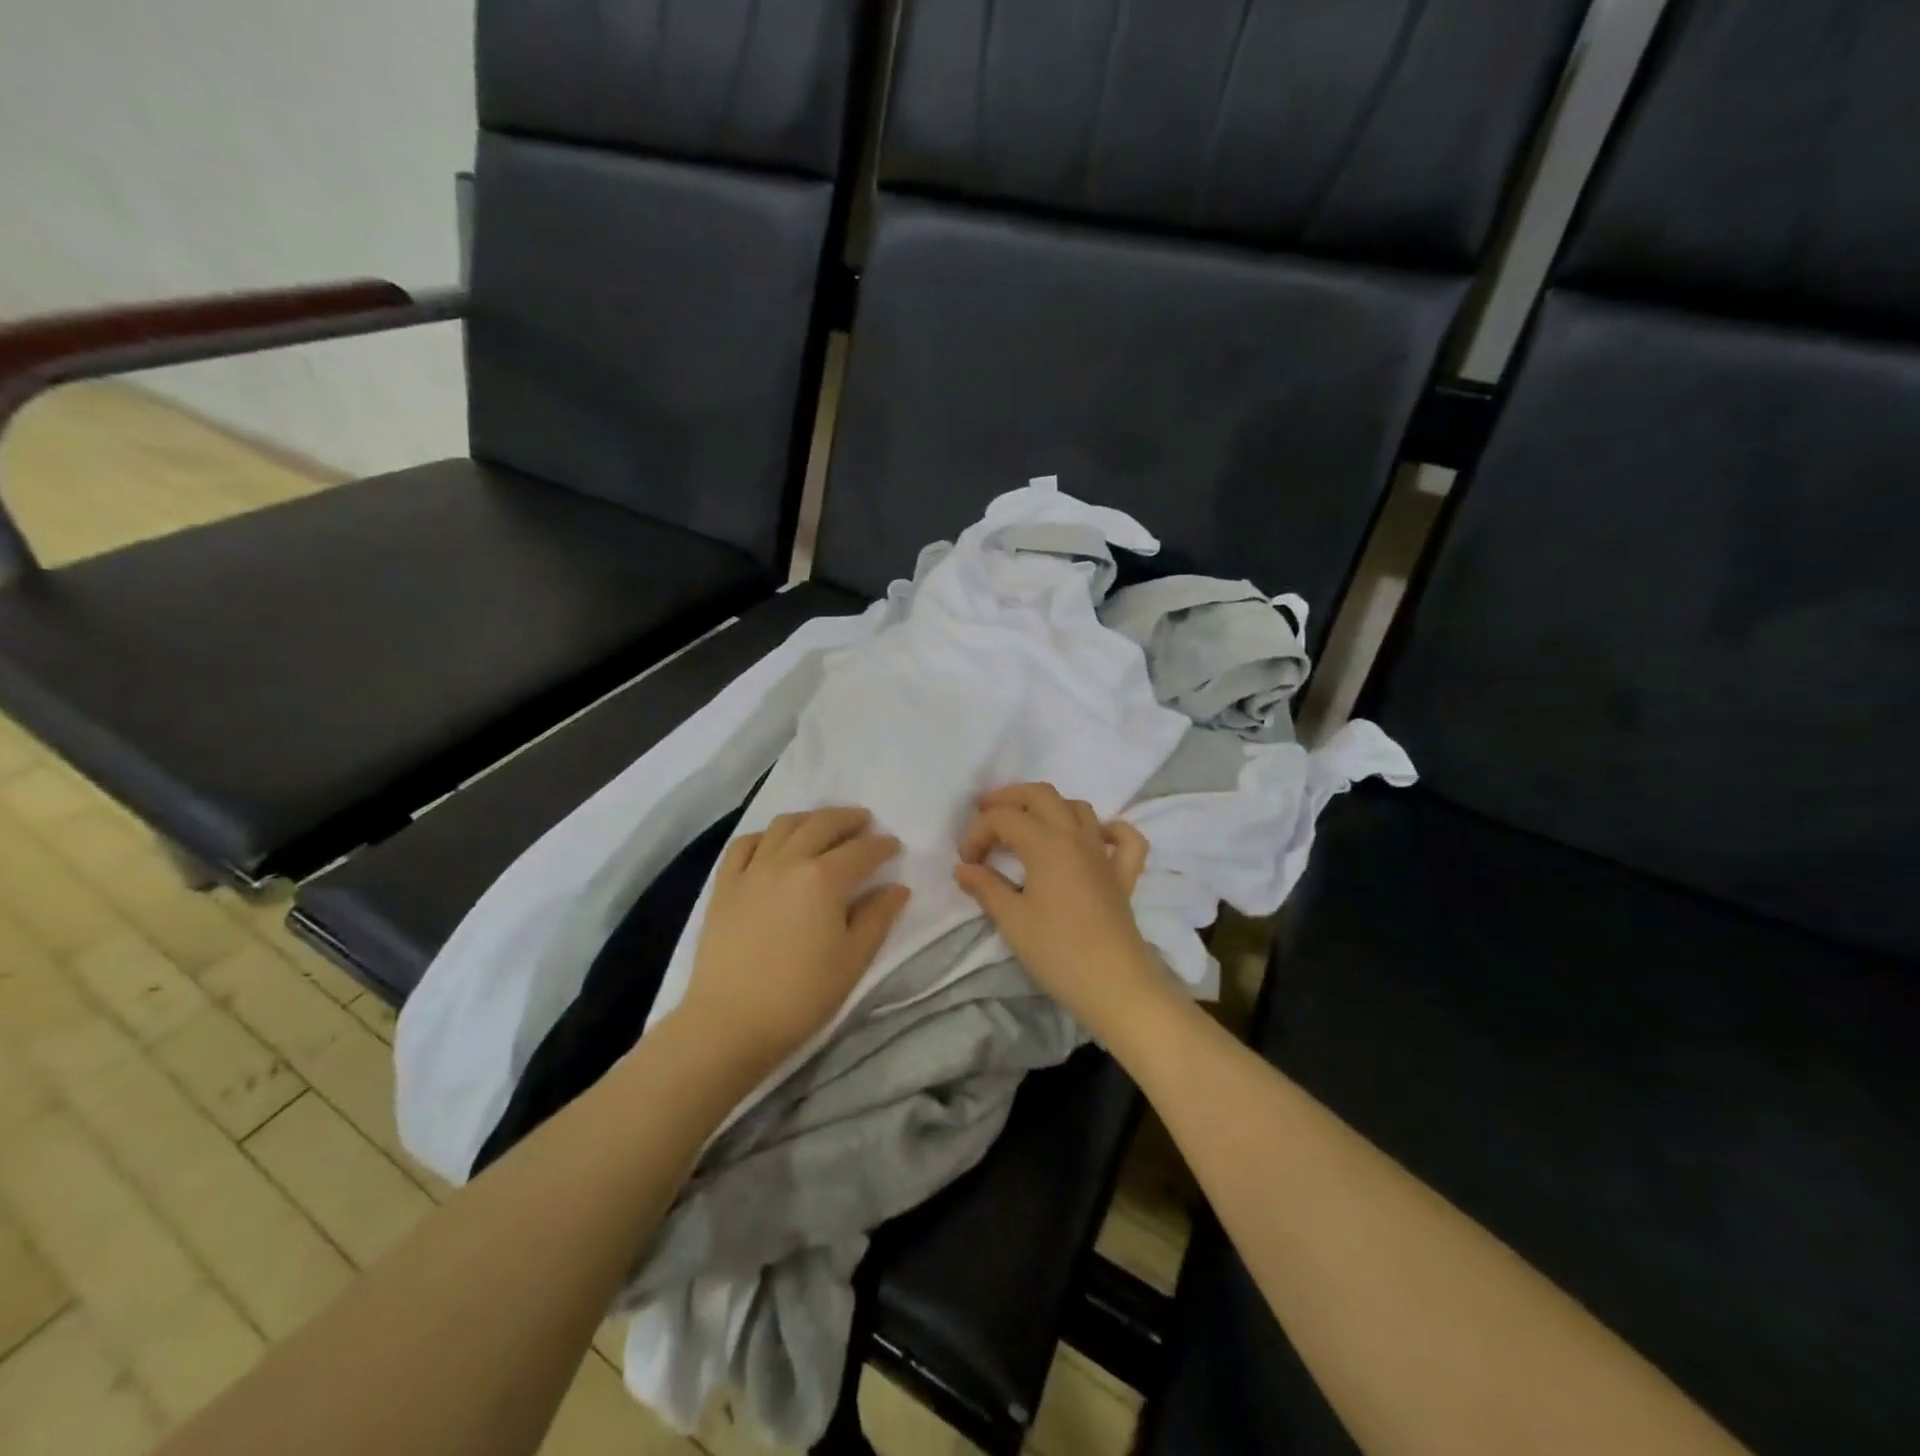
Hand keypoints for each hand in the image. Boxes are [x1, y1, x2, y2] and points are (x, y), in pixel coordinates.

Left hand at [678, 808, 908, 1072]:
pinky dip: (765, 835)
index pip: (861, 851)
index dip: (882, 846)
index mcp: (824, 878)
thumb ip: (878, 917)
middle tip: (864, 822)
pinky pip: (744, 844)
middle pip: (822, 825)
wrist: (730, 1022)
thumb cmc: (801, 995)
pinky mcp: (724, 885)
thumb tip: (897, 888)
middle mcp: (788, 861)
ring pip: (783, 826)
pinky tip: (774, 843)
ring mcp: (752, 870)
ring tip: (823, 825)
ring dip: (809, 819)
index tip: (894, 846)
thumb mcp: (853, 960)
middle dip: (848, 819)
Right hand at [953, 783, 1176, 1041]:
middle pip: (1041, 795)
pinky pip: (1124, 840)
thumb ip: (986, 888)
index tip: (965, 863)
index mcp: (1046, 843)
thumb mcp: (1012, 920)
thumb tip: (963, 869)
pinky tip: (1094, 839)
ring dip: (1049, 807)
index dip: (977, 833)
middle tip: (985, 813)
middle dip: (1009, 798)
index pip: (1003, 819)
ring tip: (1027, 825)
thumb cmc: (1057, 951)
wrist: (1114, 984)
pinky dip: (1110, 830)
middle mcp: (1076, 837)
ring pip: (1078, 808)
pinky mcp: (1123, 875)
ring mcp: (1103, 854)